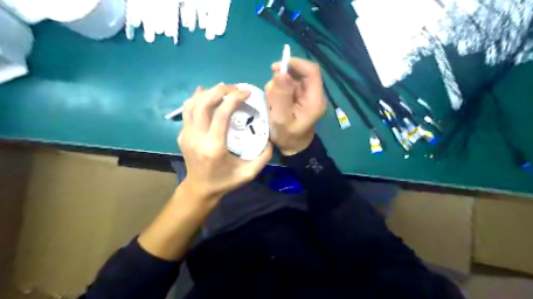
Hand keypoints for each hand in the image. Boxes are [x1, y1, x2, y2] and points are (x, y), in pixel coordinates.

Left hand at [178, 84, 271, 200]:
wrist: (199, 190)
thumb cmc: (225, 182)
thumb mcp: (248, 173)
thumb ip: (263, 157)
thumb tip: (271, 140)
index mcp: (214, 147)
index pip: (221, 114)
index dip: (234, 98)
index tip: (246, 92)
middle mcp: (197, 138)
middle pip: (202, 103)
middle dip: (219, 90)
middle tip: (234, 88)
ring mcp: (186, 136)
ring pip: (191, 104)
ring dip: (207, 92)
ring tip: (223, 90)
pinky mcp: (182, 135)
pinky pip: (186, 111)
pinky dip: (196, 99)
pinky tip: (205, 94)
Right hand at [264, 58, 327, 156]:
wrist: (293, 148)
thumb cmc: (288, 136)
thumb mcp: (281, 118)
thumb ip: (280, 95)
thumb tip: (280, 72)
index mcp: (315, 99)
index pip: (311, 71)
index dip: (296, 64)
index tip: (277, 68)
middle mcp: (313, 94)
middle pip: (300, 73)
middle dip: (283, 77)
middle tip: (271, 90)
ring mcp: (306, 96)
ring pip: (292, 79)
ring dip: (278, 86)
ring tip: (271, 102)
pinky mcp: (299, 98)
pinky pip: (288, 87)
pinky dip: (278, 91)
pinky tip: (273, 103)